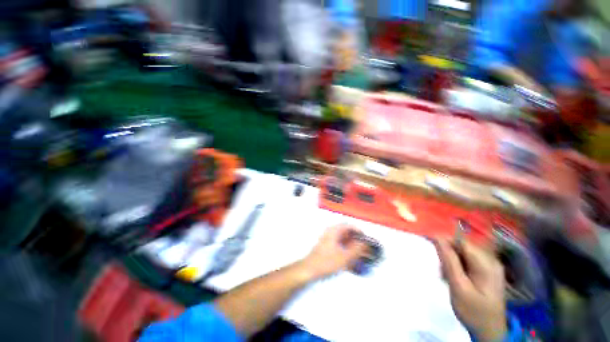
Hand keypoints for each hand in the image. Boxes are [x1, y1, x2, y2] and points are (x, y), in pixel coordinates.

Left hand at [300, 225, 369, 279]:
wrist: (309, 269)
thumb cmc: (326, 262)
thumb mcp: (345, 257)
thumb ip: (357, 249)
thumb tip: (365, 244)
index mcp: (334, 230)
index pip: (349, 226)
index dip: (359, 231)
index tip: (365, 239)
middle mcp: (330, 232)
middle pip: (346, 232)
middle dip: (356, 240)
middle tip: (363, 249)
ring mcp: (327, 239)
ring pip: (342, 239)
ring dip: (351, 246)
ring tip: (358, 255)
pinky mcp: (326, 246)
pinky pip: (338, 245)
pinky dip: (345, 250)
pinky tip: (349, 260)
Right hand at [434, 239, 506, 341]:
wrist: (490, 331)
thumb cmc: (473, 311)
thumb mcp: (459, 287)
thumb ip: (449, 261)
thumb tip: (437, 238)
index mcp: (486, 263)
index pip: (461, 242)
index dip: (444, 241)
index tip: (429, 246)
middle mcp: (490, 260)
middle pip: (463, 247)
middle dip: (448, 253)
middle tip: (439, 268)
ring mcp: (490, 266)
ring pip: (464, 253)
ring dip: (451, 260)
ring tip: (446, 275)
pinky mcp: (487, 271)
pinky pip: (468, 260)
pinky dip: (458, 265)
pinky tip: (454, 277)